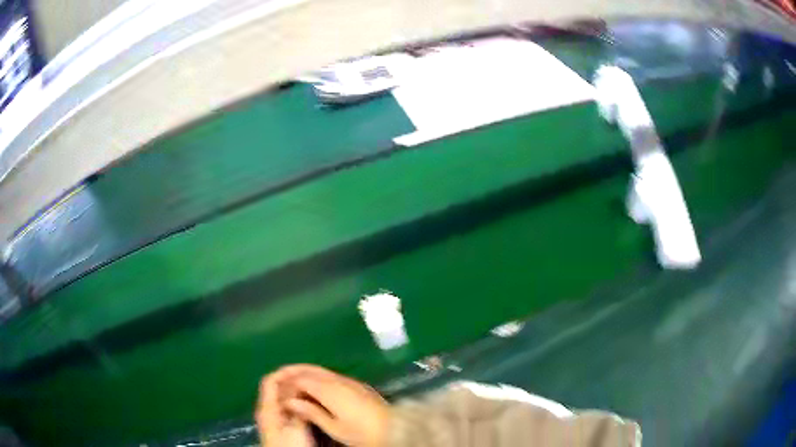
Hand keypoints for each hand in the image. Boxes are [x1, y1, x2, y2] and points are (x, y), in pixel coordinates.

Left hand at [256, 369, 315, 446]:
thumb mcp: (296, 428)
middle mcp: (269, 411)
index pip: (271, 380)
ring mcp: (275, 420)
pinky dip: (300, 405)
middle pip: (278, 389)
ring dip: (299, 394)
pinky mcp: (282, 428)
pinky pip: (290, 409)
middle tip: (315, 381)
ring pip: (286, 399)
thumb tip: (301, 387)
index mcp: (267, 408)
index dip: (285, 372)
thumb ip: (298, 407)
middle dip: (295, 383)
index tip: (305, 371)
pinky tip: (313, 408)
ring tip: (317, 392)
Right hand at [276, 364, 390, 446]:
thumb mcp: (334, 427)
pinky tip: (315, 386)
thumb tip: (290, 402)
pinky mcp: (357, 385)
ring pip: (322, 370)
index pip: (302, 379)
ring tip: (294, 379)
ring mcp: (349, 381)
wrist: (393, 428)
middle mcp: (338, 380)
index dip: (288, 382)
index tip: (278, 389)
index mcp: (329, 390)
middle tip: (280, 374)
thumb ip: (311, 412)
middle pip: (311, 370)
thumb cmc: (361, 432)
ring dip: (306, 372)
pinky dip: (319, 376)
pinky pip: (332, 375)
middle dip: (294, 371)